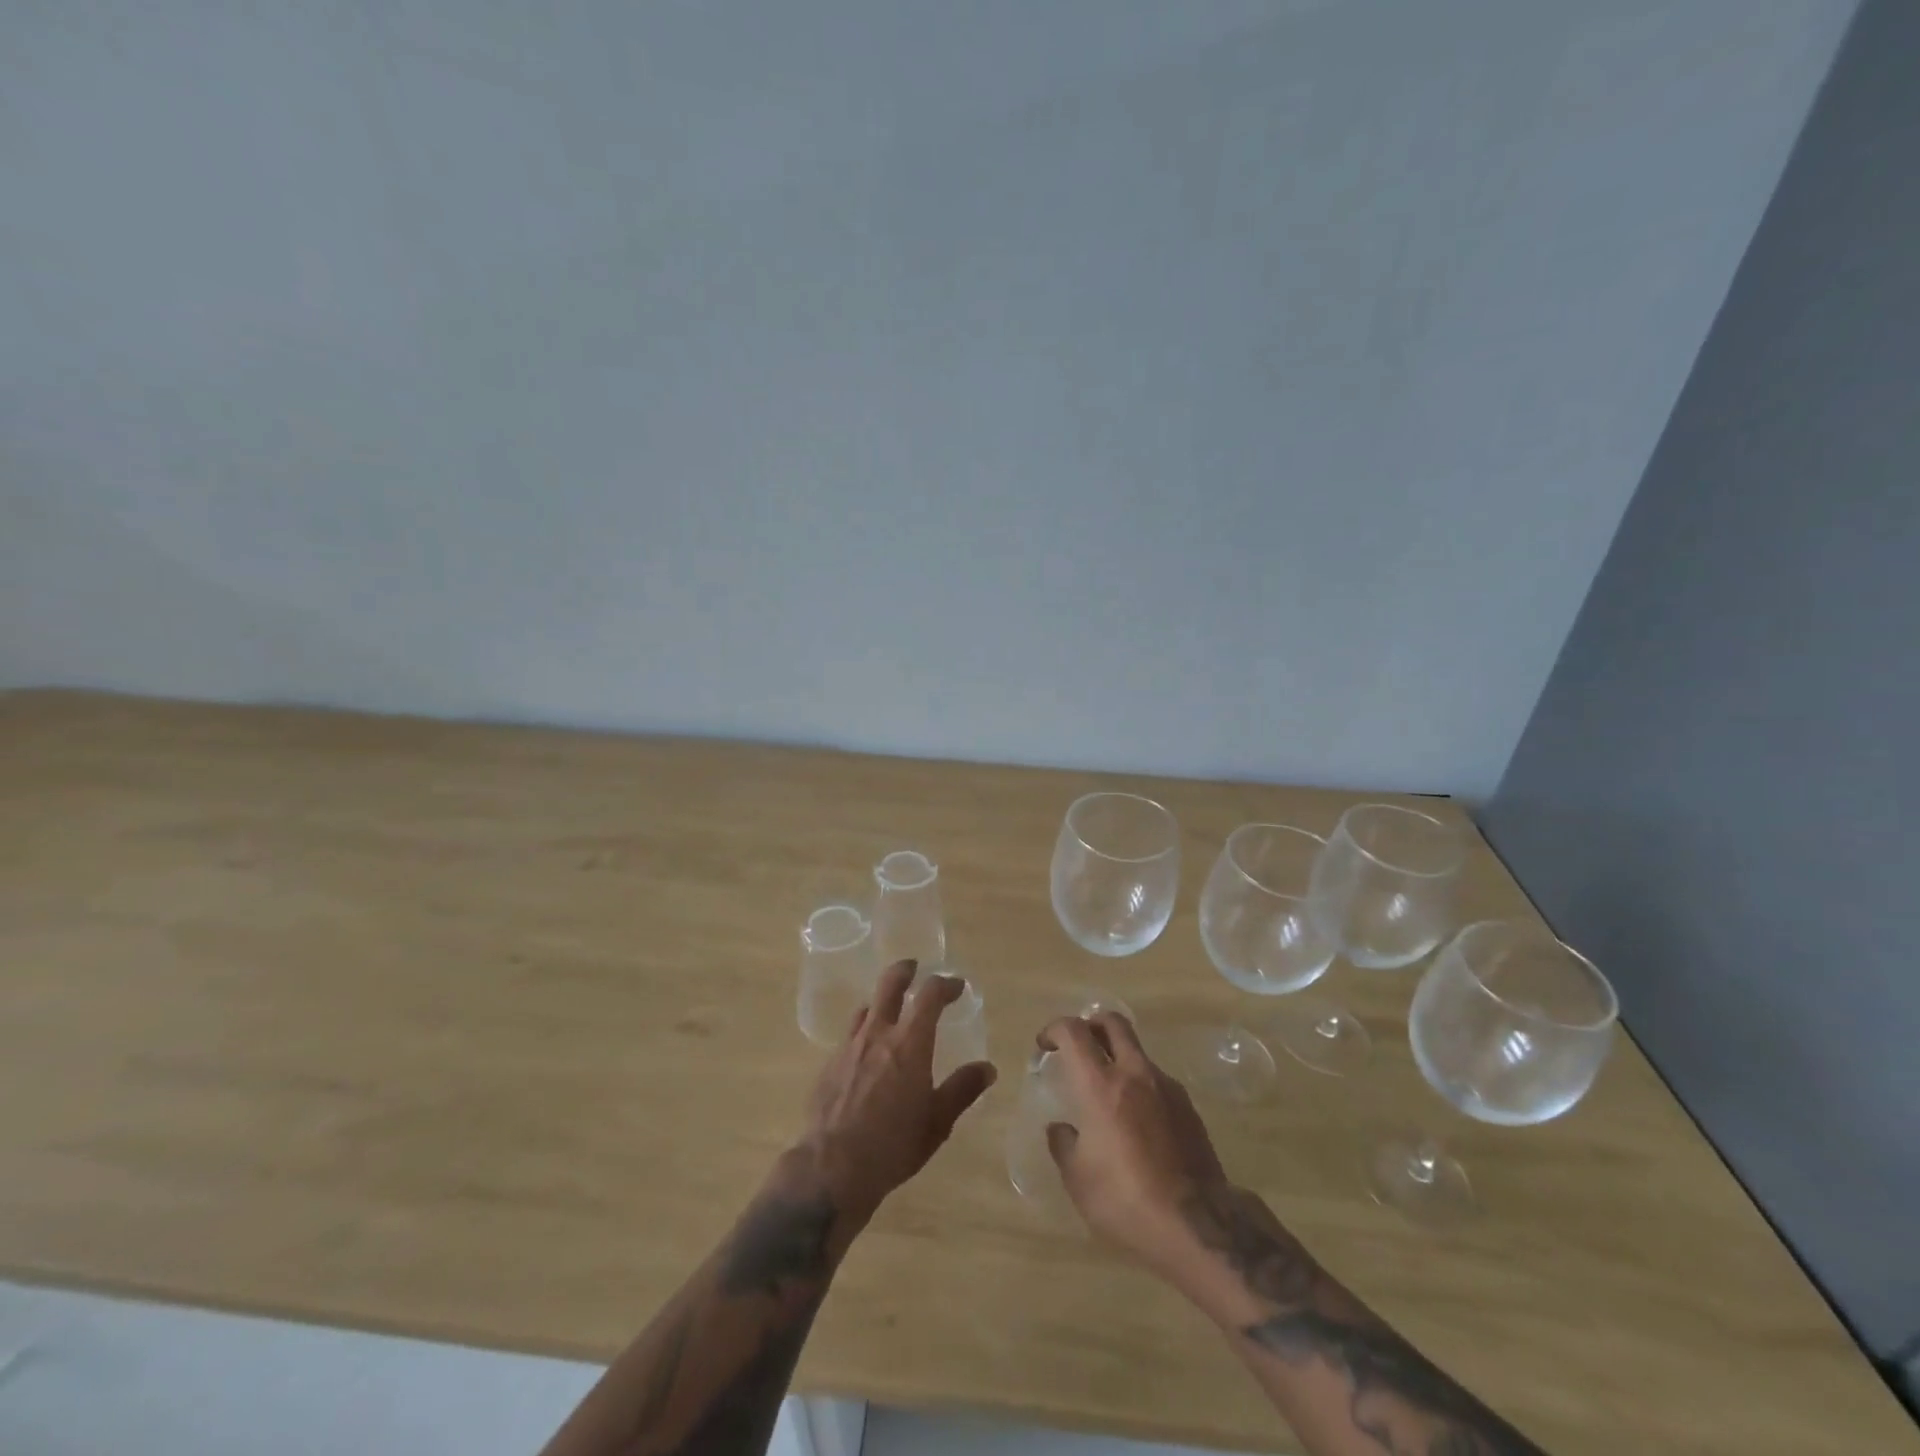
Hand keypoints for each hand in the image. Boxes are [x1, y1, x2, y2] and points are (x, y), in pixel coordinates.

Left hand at [795, 960, 996, 1224]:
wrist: (831, 1169)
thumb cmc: (893, 1146)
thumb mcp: (937, 1123)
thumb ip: (962, 1090)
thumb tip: (987, 1068)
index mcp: (909, 1044)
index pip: (929, 995)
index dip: (945, 984)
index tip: (957, 986)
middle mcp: (878, 1034)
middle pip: (889, 984)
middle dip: (905, 971)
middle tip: (914, 969)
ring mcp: (849, 1047)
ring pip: (867, 1008)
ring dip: (882, 1002)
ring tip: (891, 1013)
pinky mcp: (829, 1064)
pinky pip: (850, 1035)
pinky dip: (864, 1032)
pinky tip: (867, 1054)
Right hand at [1037, 1013, 1228, 1269]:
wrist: (1198, 1225)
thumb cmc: (1126, 1200)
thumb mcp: (1078, 1180)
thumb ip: (1064, 1144)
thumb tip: (1060, 1128)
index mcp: (1100, 1085)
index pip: (1074, 1031)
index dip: (1055, 1028)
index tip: (1045, 1045)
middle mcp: (1134, 1074)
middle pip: (1113, 1022)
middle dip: (1091, 1025)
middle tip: (1078, 1048)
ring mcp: (1166, 1087)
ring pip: (1137, 1052)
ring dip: (1118, 1058)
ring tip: (1108, 1095)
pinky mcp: (1189, 1107)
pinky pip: (1156, 1081)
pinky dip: (1140, 1086)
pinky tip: (1137, 1122)